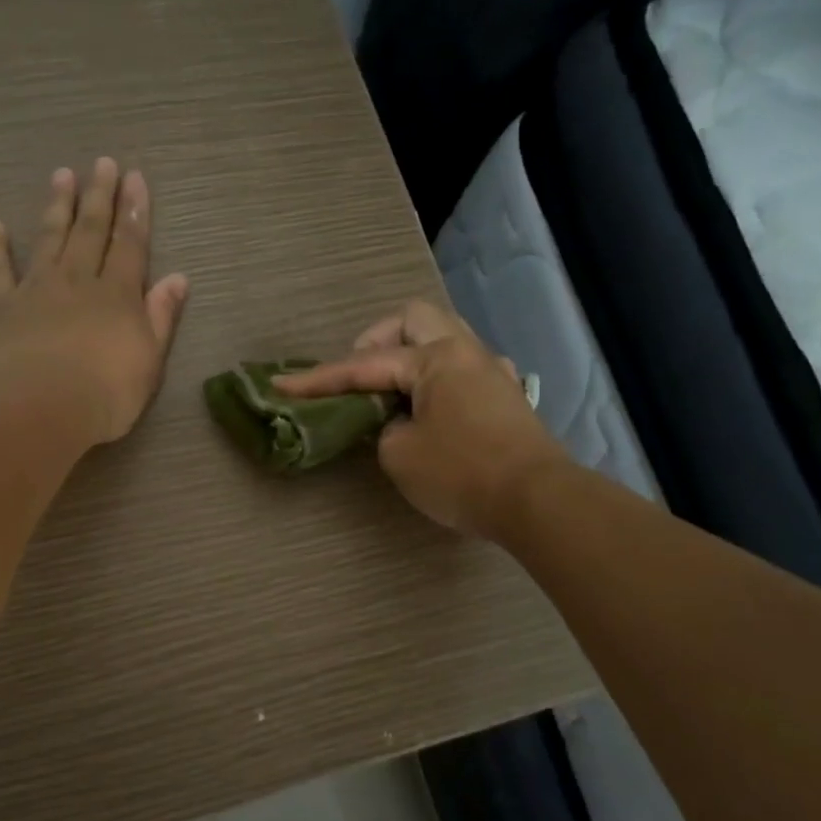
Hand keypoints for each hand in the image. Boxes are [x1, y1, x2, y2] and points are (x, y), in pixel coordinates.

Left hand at [0, 158, 189, 446]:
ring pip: (50, 239)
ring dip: (58, 207)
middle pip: (91, 232)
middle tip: (102, 164)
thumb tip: (178, 279)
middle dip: (99, 197)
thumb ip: (161, 317)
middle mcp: (78, 281)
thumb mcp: (149, 360)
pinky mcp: (3, 307)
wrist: (39, 407)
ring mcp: (37, 290)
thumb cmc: (106, 392)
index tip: (135, 178)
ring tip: (62, 176)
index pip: (130, 245)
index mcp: (117, 295)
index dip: (135, 212)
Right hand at [276, 300, 565, 537]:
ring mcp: (492, 372)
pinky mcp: (506, 398)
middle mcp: (467, 352)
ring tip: (390, 392)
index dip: (320, 378)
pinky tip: (430, 407)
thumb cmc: (462, 474)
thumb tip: (397, 423)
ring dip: (410, 355)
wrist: (537, 502)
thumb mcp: (400, 456)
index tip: (283, 385)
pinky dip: (435, 378)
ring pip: (444, 339)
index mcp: (436, 358)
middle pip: (414, 319)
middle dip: (376, 340)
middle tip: (357, 375)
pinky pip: (462, 368)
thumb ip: (383, 430)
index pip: (365, 364)